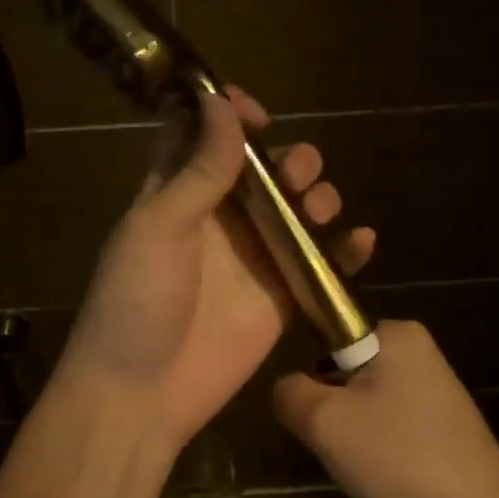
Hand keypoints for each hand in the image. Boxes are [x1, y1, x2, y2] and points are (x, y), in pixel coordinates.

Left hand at [54, 87, 375, 454]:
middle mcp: (217, 222)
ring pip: (295, 213)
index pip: (202, 137)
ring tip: (320, 207)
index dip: (228, 115)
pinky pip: (319, 266)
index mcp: (175, 195)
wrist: (141, 395)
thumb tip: (221, 103)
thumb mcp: (160, 227)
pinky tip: (361, 241)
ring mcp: (252, 260)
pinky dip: (344, 252)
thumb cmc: (137, 302)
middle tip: (296, 172)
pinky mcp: (280, 299)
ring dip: (317, 198)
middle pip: (262, 173)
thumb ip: (199, 171)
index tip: (257, 112)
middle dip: (287, 160)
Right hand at [273, 320, 498, 497]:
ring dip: (352, 435)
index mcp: (398, 334)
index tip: (315, 414)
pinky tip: (383, 479)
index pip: (329, 336)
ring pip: (365, 406)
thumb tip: (285, 388)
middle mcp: (421, 353)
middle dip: (332, 409)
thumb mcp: (324, 421)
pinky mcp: (444, 430)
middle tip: (334, 443)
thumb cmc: (398, 458)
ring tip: (360, 466)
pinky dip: (379, 452)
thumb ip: (289, 393)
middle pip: (345, 373)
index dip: (312, 375)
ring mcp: (437, 394)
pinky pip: (391, 430)